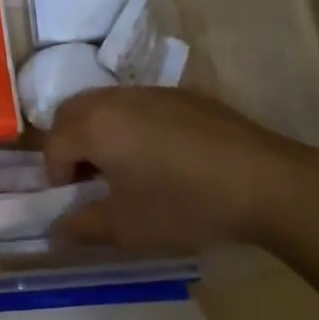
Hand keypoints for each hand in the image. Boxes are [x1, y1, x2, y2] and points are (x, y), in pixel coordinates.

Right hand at [44, 87, 318, 253]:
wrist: (266, 183)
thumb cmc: (185, 205)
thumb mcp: (128, 228)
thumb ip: (83, 226)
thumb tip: (58, 228)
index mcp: (94, 125)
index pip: (53, 143)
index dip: (56, 176)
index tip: (77, 202)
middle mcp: (115, 98)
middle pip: (71, 113)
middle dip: (70, 145)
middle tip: (91, 180)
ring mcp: (151, 91)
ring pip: (105, 104)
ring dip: (100, 132)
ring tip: (126, 168)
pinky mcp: (182, 94)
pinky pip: (139, 104)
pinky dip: (132, 125)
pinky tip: (164, 157)